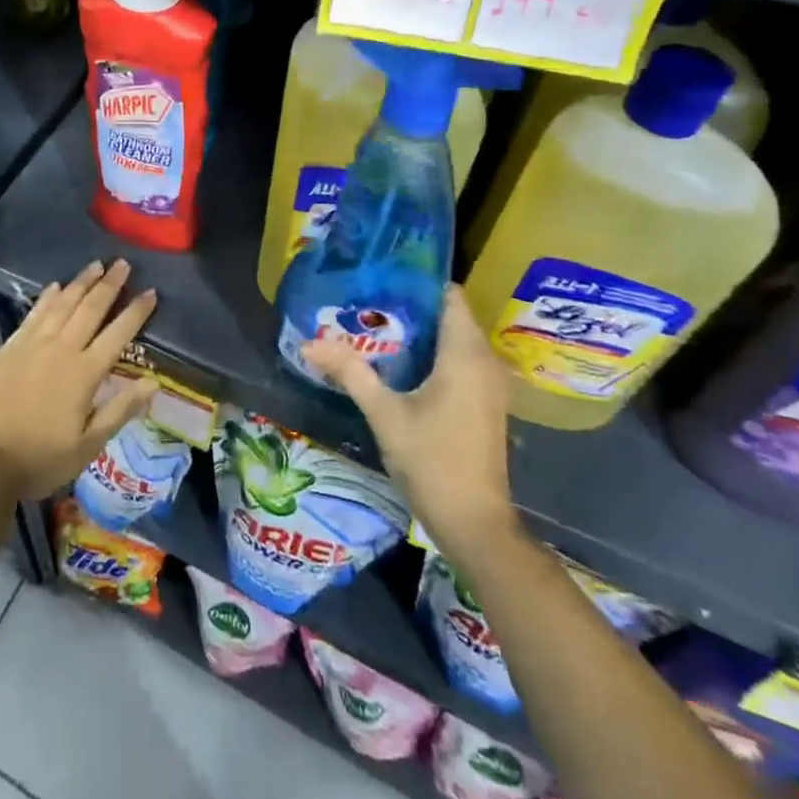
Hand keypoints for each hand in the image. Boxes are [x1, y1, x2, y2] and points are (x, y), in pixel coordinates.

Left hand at [0, 259, 158, 499]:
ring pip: (62, 304)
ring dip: (81, 283)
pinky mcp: (10, 348)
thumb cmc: (40, 459)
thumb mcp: (88, 445)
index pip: (118, 334)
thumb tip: (153, 382)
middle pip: (90, 309)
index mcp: (85, 373)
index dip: (136, 312)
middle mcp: (62, 349)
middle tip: (123, 263)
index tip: (151, 291)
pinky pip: (34, 314)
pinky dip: (47, 298)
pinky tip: (55, 286)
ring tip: (96, 265)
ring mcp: (33, 345)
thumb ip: (120, 410)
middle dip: (110, 285)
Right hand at [302, 284, 520, 560]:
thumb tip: (309, 342)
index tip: (381, 274)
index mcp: (465, 354)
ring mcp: (489, 384)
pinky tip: (398, 361)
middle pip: (449, 315)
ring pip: (454, 339)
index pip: (449, 295)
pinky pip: (459, 359)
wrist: (474, 523)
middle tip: (367, 298)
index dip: (417, 280)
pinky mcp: (485, 402)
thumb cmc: (432, 461)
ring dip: (420, 331)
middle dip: (411, 305)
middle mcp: (484, 361)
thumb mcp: (384, 414)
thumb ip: (350, 372)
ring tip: (374, 323)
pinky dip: (432, 353)